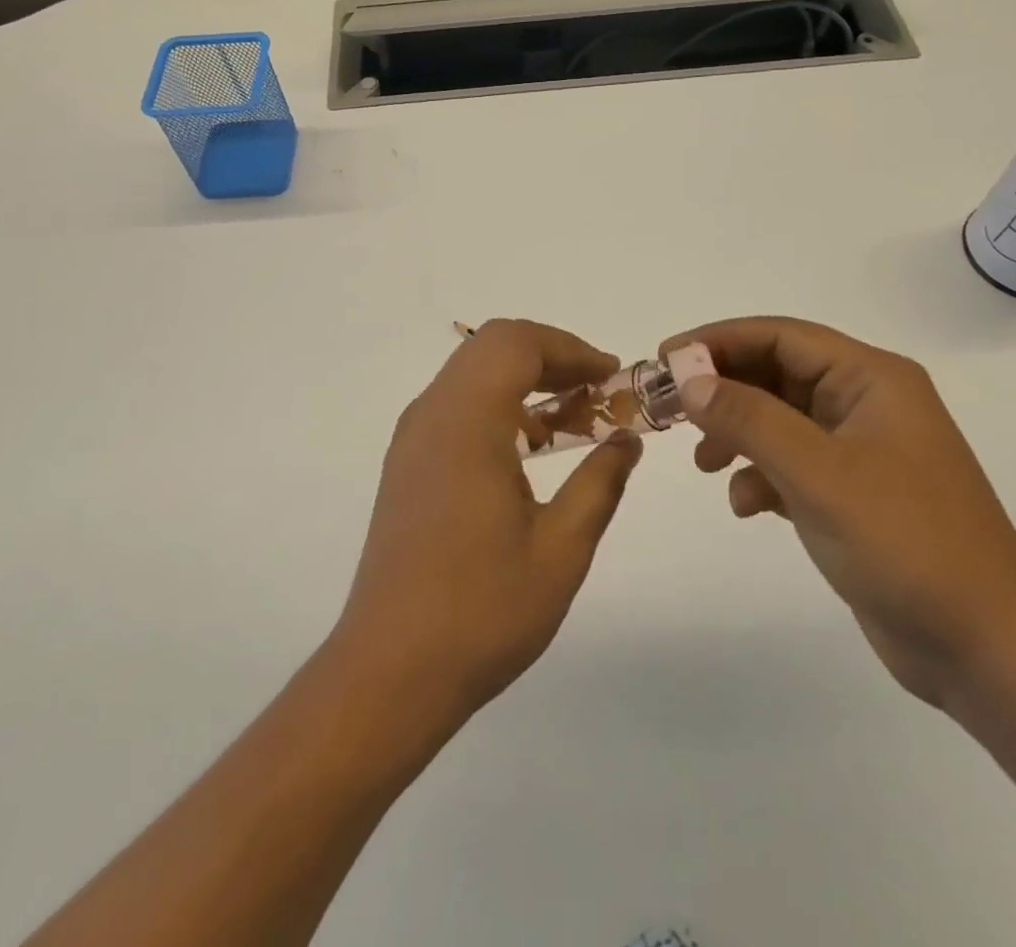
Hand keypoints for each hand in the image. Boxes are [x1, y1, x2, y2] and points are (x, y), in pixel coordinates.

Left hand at [332, 319, 642, 725]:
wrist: (389, 670)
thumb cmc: (481, 611)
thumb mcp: (561, 549)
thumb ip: (599, 483)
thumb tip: (626, 441)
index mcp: (466, 422)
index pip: (518, 343)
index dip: (570, 348)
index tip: (612, 376)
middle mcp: (432, 414)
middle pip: (493, 347)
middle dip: (550, 357)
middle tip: (597, 392)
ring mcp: (413, 438)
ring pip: (472, 373)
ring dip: (523, 379)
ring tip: (572, 420)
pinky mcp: (406, 463)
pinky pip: (456, 405)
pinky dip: (498, 404)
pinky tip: (529, 450)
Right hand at [663, 317, 1015, 712]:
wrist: (988, 650)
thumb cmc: (907, 544)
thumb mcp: (818, 474)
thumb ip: (750, 419)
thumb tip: (689, 379)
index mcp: (871, 379)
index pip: (780, 336)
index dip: (718, 341)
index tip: (664, 358)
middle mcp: (866, 403)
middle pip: (776, 374)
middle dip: (722, 390)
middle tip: (668, 408)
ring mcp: (861, 450)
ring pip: (779, 419)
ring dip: (737, 433)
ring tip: (703, 463)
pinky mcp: (854, 493)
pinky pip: (792, 462)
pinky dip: (760, 474)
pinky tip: (746, 505)